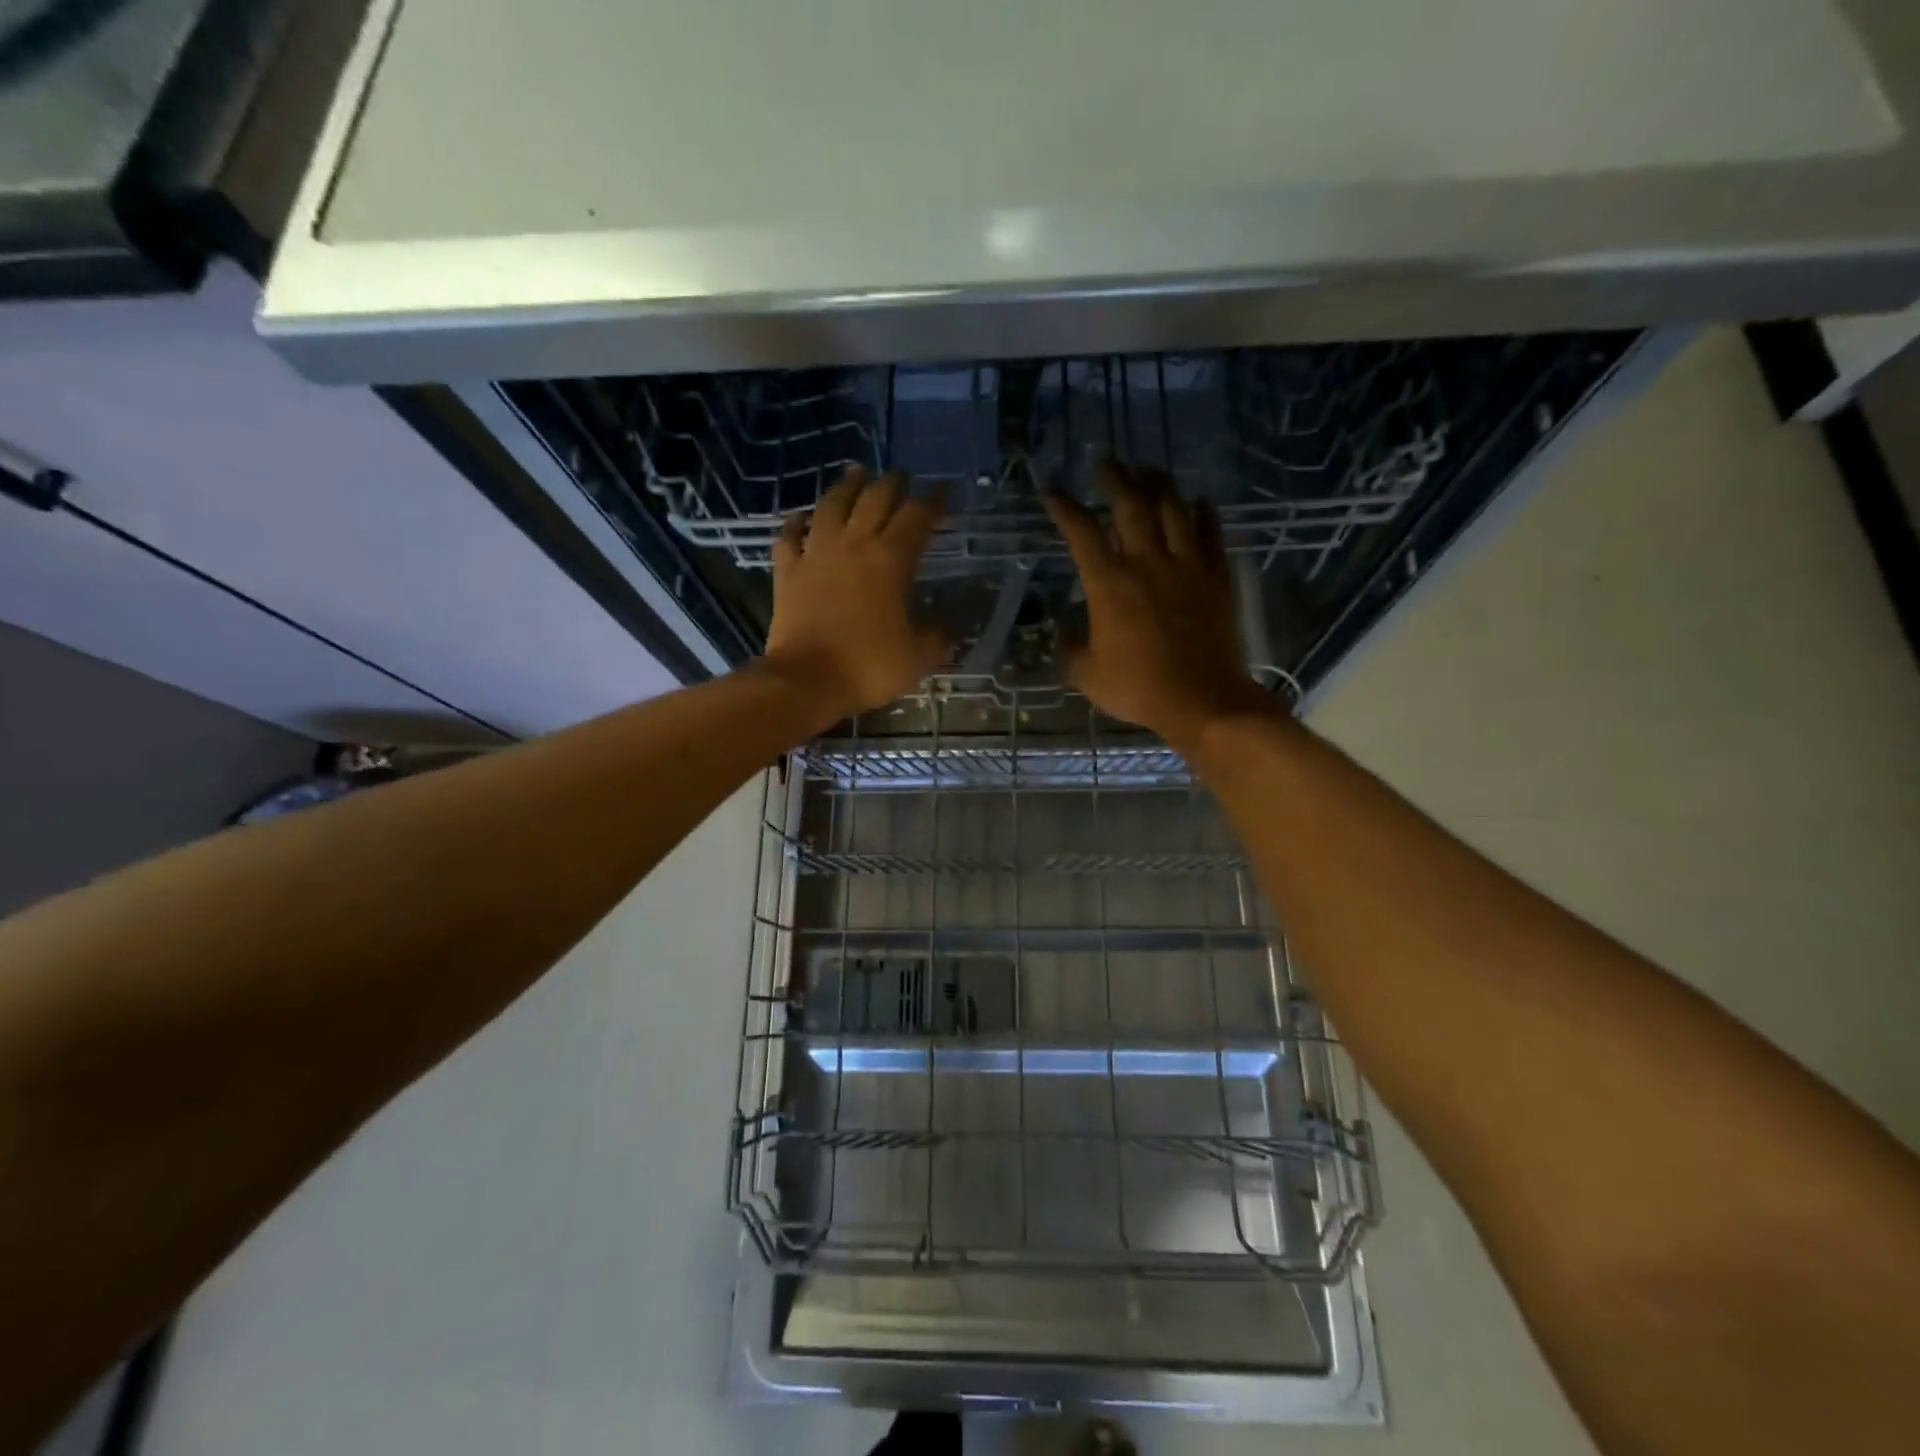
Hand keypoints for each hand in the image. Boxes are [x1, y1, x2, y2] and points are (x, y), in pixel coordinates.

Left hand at [760, 467, 948, 721]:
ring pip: (831, 505)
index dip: (934, 500)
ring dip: (847, 486)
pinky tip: (802, 516)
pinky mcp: (788, 571)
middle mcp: (854, 545)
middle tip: (902, 476)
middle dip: (893, 483)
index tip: (945, 490)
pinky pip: (789, 535)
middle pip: (874, 499)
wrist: (805, 681)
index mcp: (891, 560)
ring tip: (856, 473)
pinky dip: (796, 522)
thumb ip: (937, 636)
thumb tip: (948, 625)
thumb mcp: (918, 657)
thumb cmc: (867, 667)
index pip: (918, 516)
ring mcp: (816, 554)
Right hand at [1044, 463, 1271, 749]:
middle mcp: (1147, 563)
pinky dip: (1204, 514)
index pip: (1082, 532)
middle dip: (1115, 478)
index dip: (1064, 507)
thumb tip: (1063, 632)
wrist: (1202, 699)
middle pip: (1131, 505)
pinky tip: (1199, 502)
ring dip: (1160, 485)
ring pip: (1174, 510)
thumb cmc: (1138, 688)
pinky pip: (1212, 534)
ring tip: (1150, 471)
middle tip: (1106, 462)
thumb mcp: (1087, 676)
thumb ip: (1069, 650)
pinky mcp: (1216, 578)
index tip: (1052, 489)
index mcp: (1109, 584)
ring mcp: (1187, 567)